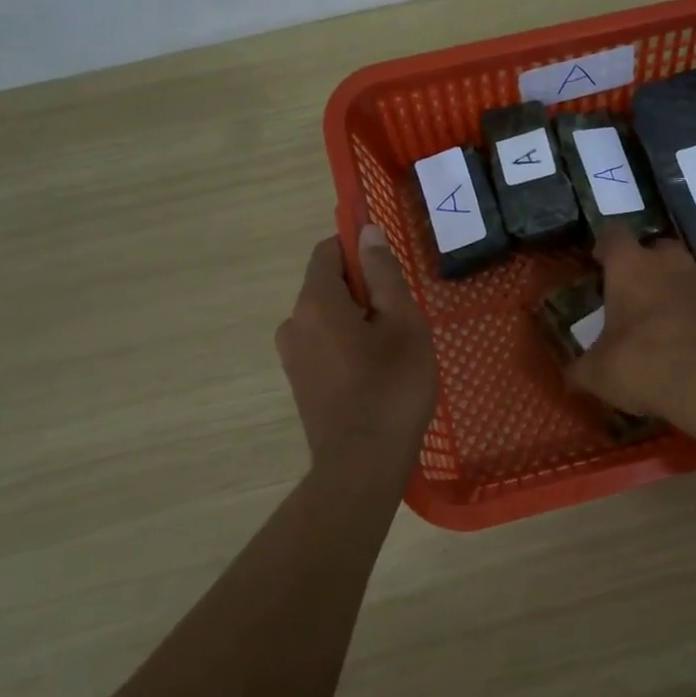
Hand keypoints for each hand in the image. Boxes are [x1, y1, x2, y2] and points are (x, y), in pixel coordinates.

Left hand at [276, 226, 436, 465]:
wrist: (362, 464)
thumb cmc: (392, 387)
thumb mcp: (403, 323)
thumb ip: (384, 274)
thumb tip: (367, 232)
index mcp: (315, 302)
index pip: (328, 252)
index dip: (359, 249)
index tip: (390, 271)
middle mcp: (293, 323)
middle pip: (328, 286)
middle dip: (364, 291)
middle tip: (403, 319)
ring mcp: (292, 356)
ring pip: (327, 318)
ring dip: (358, 321)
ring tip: (393, 351)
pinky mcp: (300, 382)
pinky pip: (324, 345)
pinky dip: (347, 345)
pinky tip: (376, 373)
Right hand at [568, 226, 695, 419]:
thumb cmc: (643, 365)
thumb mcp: (597, 374)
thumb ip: (580, 369)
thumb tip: (568, 376)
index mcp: (630, 267)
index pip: (614, 234)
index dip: (605, 245)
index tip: (599, 262)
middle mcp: (671, 263)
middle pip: (657, 248)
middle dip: (646, 266)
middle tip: (633, 296)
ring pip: (688, 274)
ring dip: (676, 290)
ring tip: (666, 323)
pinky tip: (695, 343)